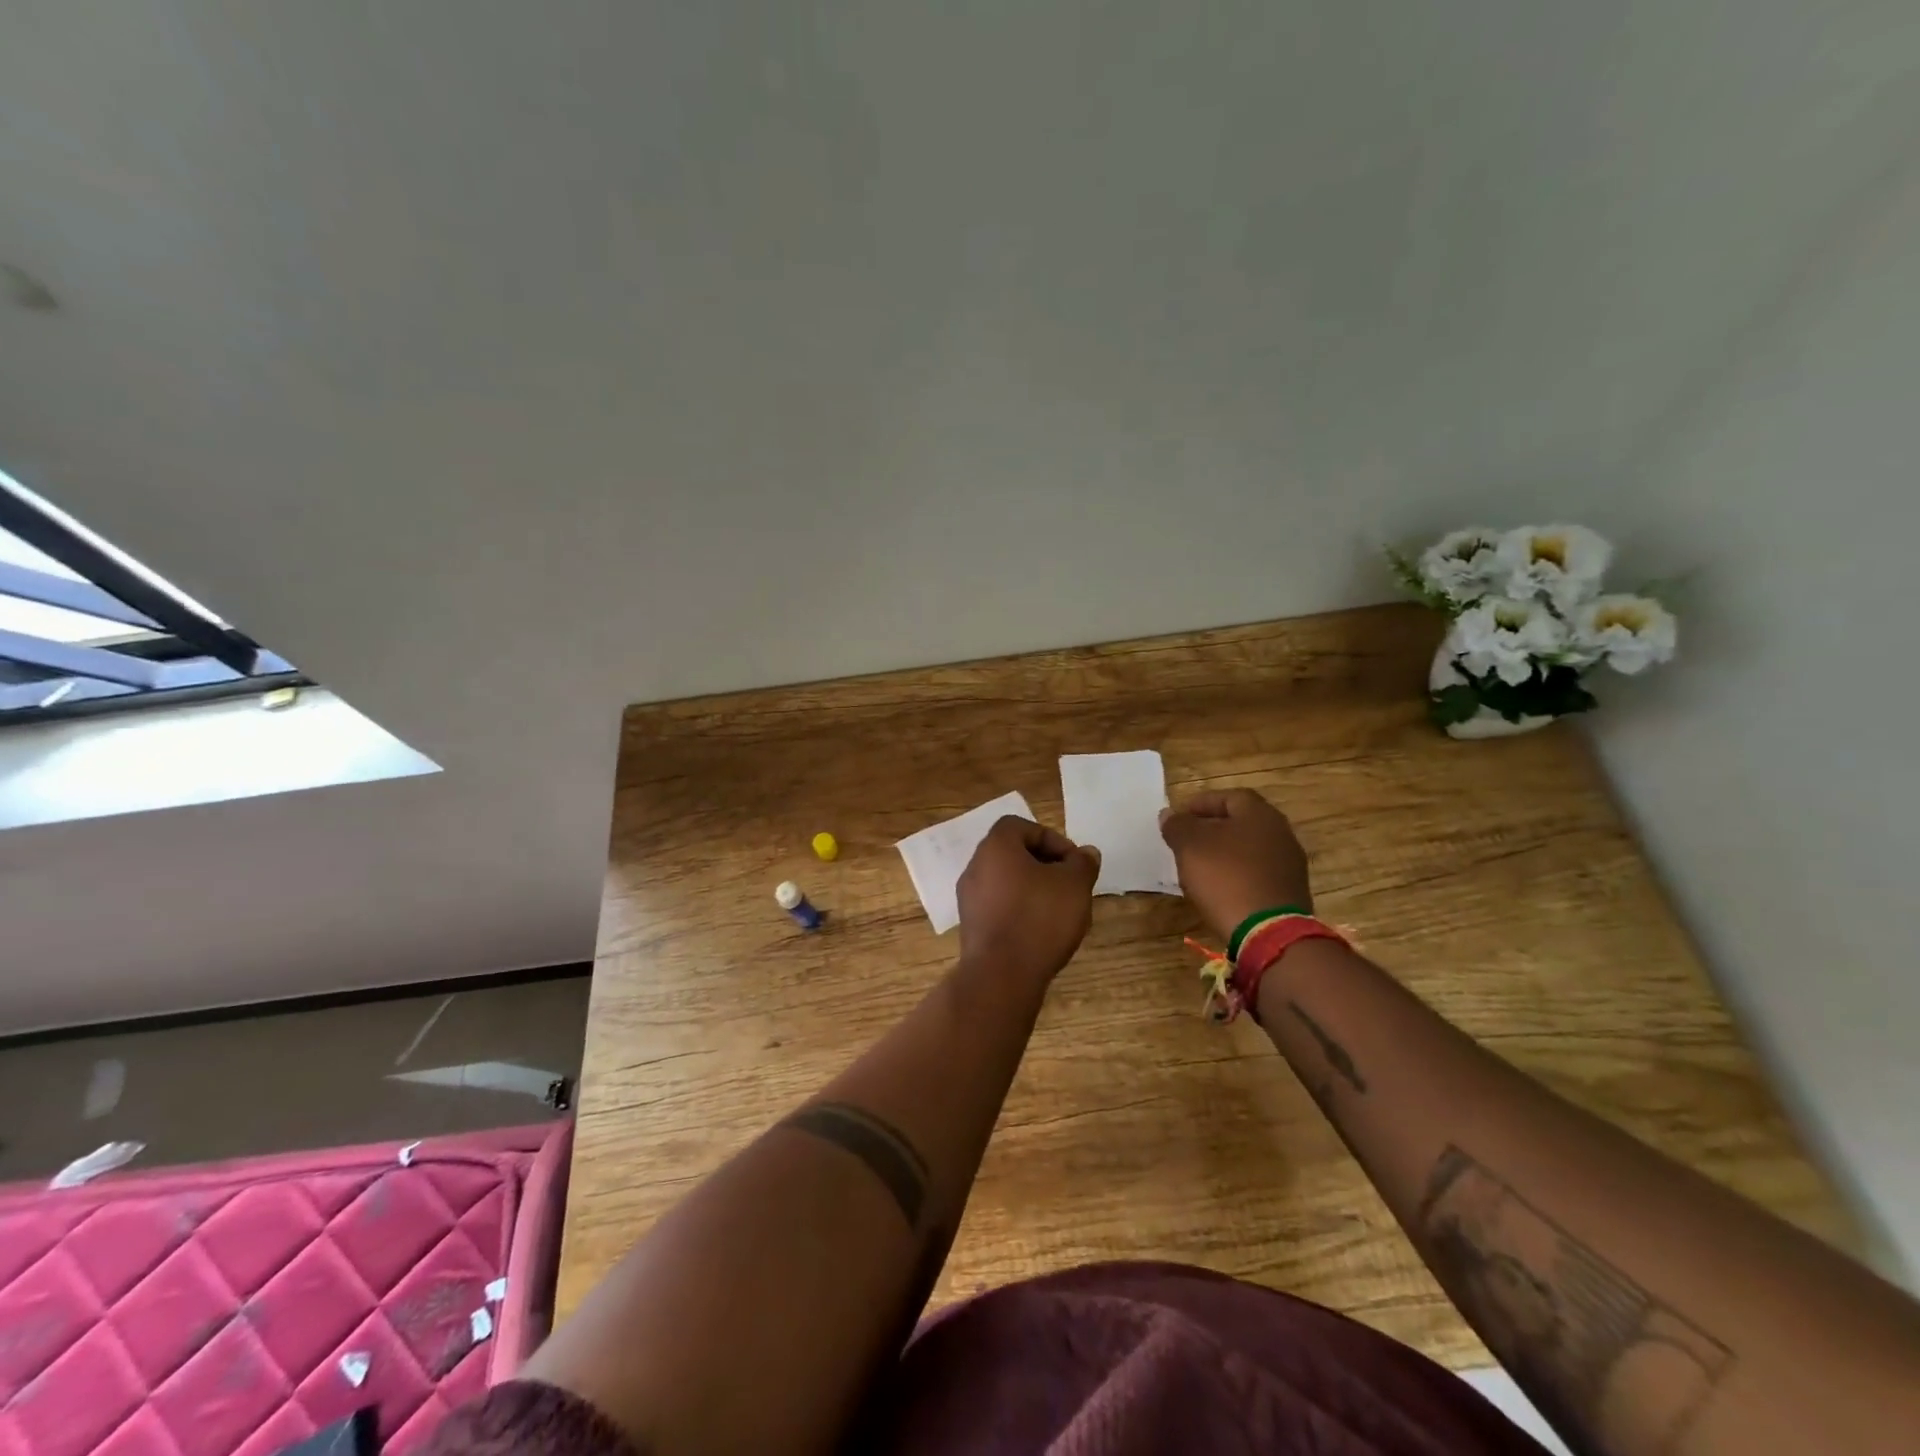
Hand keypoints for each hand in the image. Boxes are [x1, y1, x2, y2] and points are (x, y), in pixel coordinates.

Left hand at [956, 816, 1100, 983]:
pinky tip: (1040, 932)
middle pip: (1013, 853)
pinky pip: (999, 906)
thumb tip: (1086, 853)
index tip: (1073, 862)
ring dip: (1033, 888)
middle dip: (1045, 865)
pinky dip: (1019, 910)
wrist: (1001, 975)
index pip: (1021, 826)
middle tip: (1069, 884)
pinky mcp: (971, 926)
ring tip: (1059, 910)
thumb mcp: (1075, 885)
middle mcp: (976, 866)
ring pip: (1006, 881)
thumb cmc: (1040, 918)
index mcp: (996, 847)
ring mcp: (969, 897)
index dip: (1051, 839)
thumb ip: (1083, 863)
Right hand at [1159, 789, 1312, 940]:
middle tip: (1187, 839)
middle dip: (1213, 828)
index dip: (1202, 803)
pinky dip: (1237, 874)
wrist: (1268, 932)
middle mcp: (1281, 833)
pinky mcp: (1289, 892)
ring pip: (1250, 849)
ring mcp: (1289, 865)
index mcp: (1260, 814)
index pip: (1230, 797)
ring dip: (1225, 852)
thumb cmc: (1226, 877)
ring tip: (1199, 865)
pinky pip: (1257, 873)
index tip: (1179, 816)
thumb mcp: (1190, 846)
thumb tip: (1169, 814)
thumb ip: (1178, 826)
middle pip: (1242, 822)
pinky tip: (1220, 888)